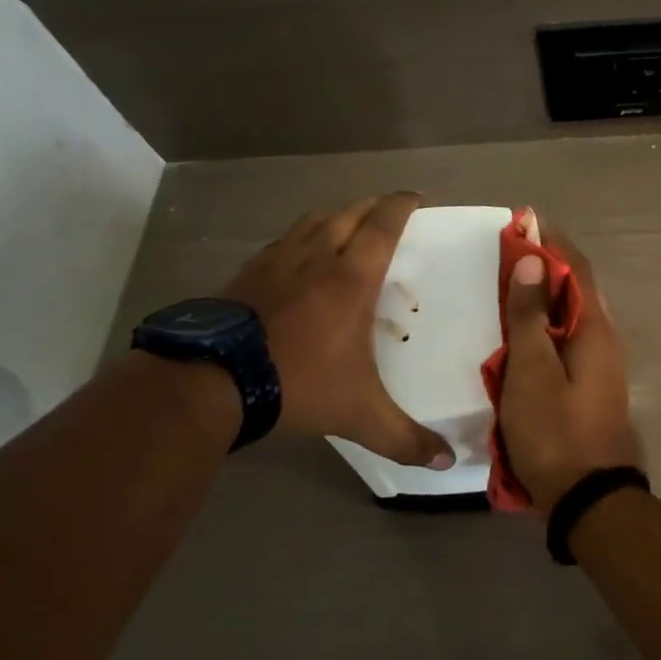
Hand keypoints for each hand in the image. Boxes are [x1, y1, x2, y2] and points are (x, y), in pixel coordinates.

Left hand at [220, 193, 451, 467]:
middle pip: (349, 213)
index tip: (415, 197)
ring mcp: (278, 261)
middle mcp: (318, 257)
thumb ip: (404, 438)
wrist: (213, 381)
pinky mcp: (247, 273)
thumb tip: (447, 462)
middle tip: (387, 212)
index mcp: (352, 277)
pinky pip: (282, 241)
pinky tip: (297, 256)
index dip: (401, 205)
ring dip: (336, 215)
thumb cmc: (299, 383)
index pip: (383, 225)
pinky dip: (301, 237)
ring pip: (313, 221)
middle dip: (372, 206)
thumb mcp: (359, 414)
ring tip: (347, 225)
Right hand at [498, 224, 639, 514]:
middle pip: (575, 290)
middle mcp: (604, 340)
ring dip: (542, 298)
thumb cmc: (555, 431)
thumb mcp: (532, 371)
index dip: (551, 242)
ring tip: (508, 289)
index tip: (524, 222)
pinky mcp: (589, 388)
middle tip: (507, 255)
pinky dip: (543, 328)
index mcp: (594, 329)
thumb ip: (529, 316)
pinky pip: (565, 343)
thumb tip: (531, 261)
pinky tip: (520, 338)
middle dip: (544, 267)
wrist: (589, 499)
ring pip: (570, 318)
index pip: (575, 268)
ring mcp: (600, 367)